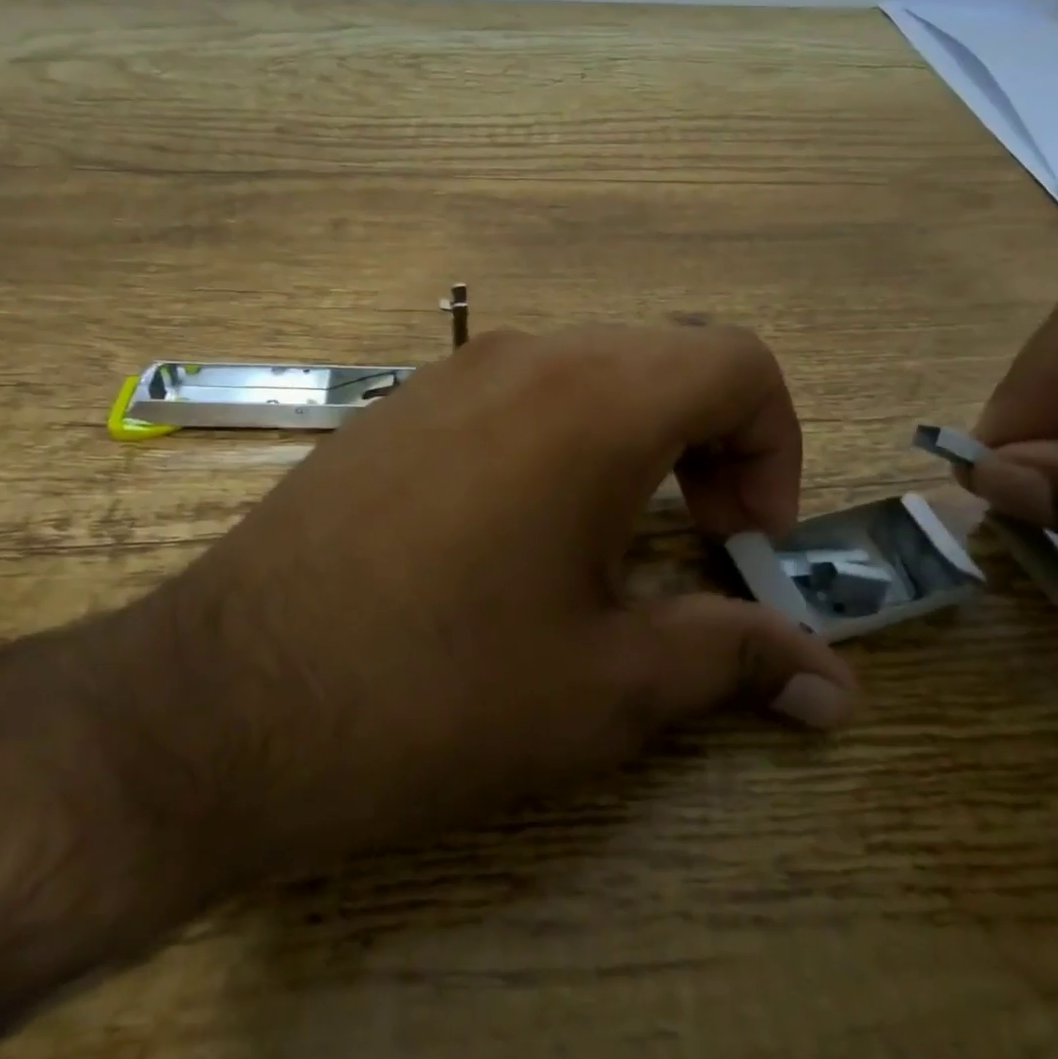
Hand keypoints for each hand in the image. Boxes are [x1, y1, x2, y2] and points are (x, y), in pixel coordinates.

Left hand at [125, 324, 855, 879]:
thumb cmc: (435, 693)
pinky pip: (522, 388)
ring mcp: (453, 371)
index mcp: (592, 400)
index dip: (774, 445)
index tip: (743, 541)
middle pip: (670, 356)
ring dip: (641, 433)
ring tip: (617, 535)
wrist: (222, 701)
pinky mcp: (404, 404)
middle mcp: (525, 356)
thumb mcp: (605, 686)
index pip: (739, 361)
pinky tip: (527, 526)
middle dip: (715, 438)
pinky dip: (568, 433)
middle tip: (698, 538)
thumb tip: (835, 685)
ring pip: (595, 366)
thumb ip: (733, 658)